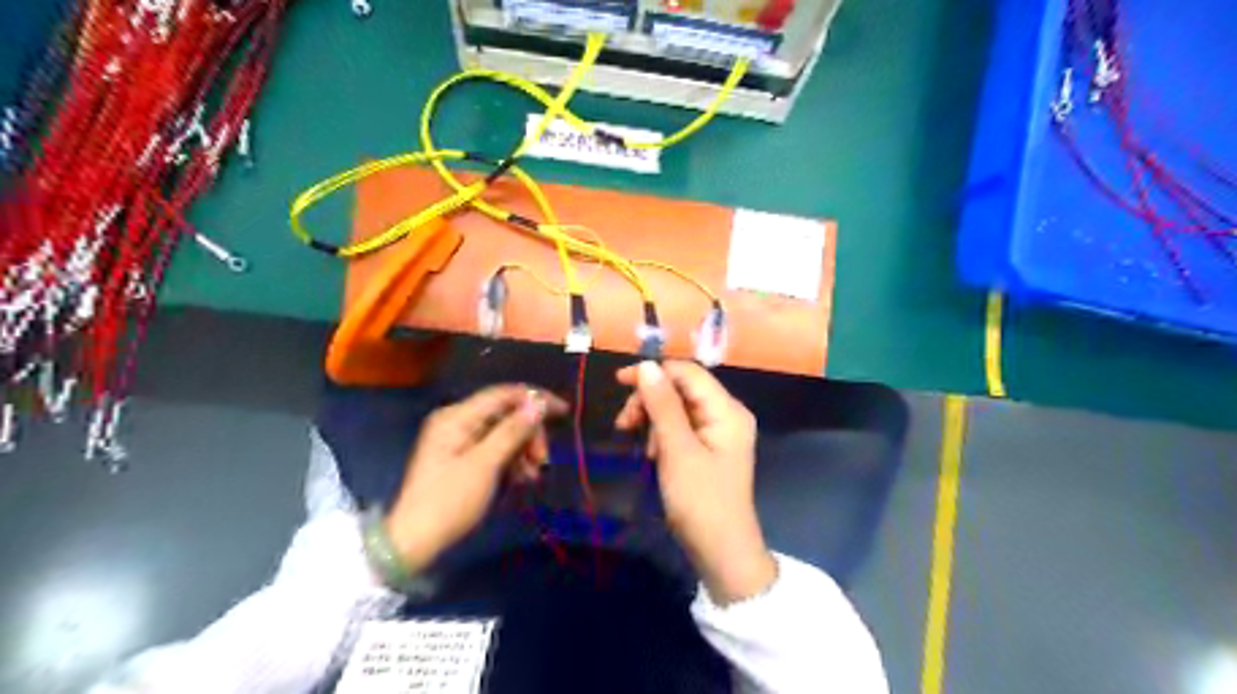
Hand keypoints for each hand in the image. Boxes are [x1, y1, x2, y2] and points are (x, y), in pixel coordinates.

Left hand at [386, 382, 566, 570]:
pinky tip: (522, 478)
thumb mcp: (485, 465)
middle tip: (543, 460)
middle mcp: (457, 420)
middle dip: (529, 433)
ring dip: (523, 449)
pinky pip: (495, 448)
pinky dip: (511, 460)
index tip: (564, 411)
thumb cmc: (449, 501)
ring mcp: (459, 439)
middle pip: (506, 414)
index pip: (504, 394)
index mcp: (457, 416)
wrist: (414, 541)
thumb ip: (512, 431)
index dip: (536, 399)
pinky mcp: (462, 457)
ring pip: (504, 432)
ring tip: (533, 475)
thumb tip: (538, 403)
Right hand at [616, 361, 775, 603]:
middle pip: (682, 388)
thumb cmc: (700, 502)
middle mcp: (727, 414)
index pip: (688, 372)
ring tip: (642, 448)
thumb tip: (646, 365)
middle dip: (650, 400)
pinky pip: (682, 427)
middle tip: (624, 424)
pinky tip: (652, 454)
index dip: (653, 371)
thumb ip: (662, 405)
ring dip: (653, 419)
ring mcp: (719, 432)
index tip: (619, 382)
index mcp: (727, 409)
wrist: (721, 553)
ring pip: (678, 408)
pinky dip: (662, 435)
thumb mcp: (677, 450)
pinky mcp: (709, 448)